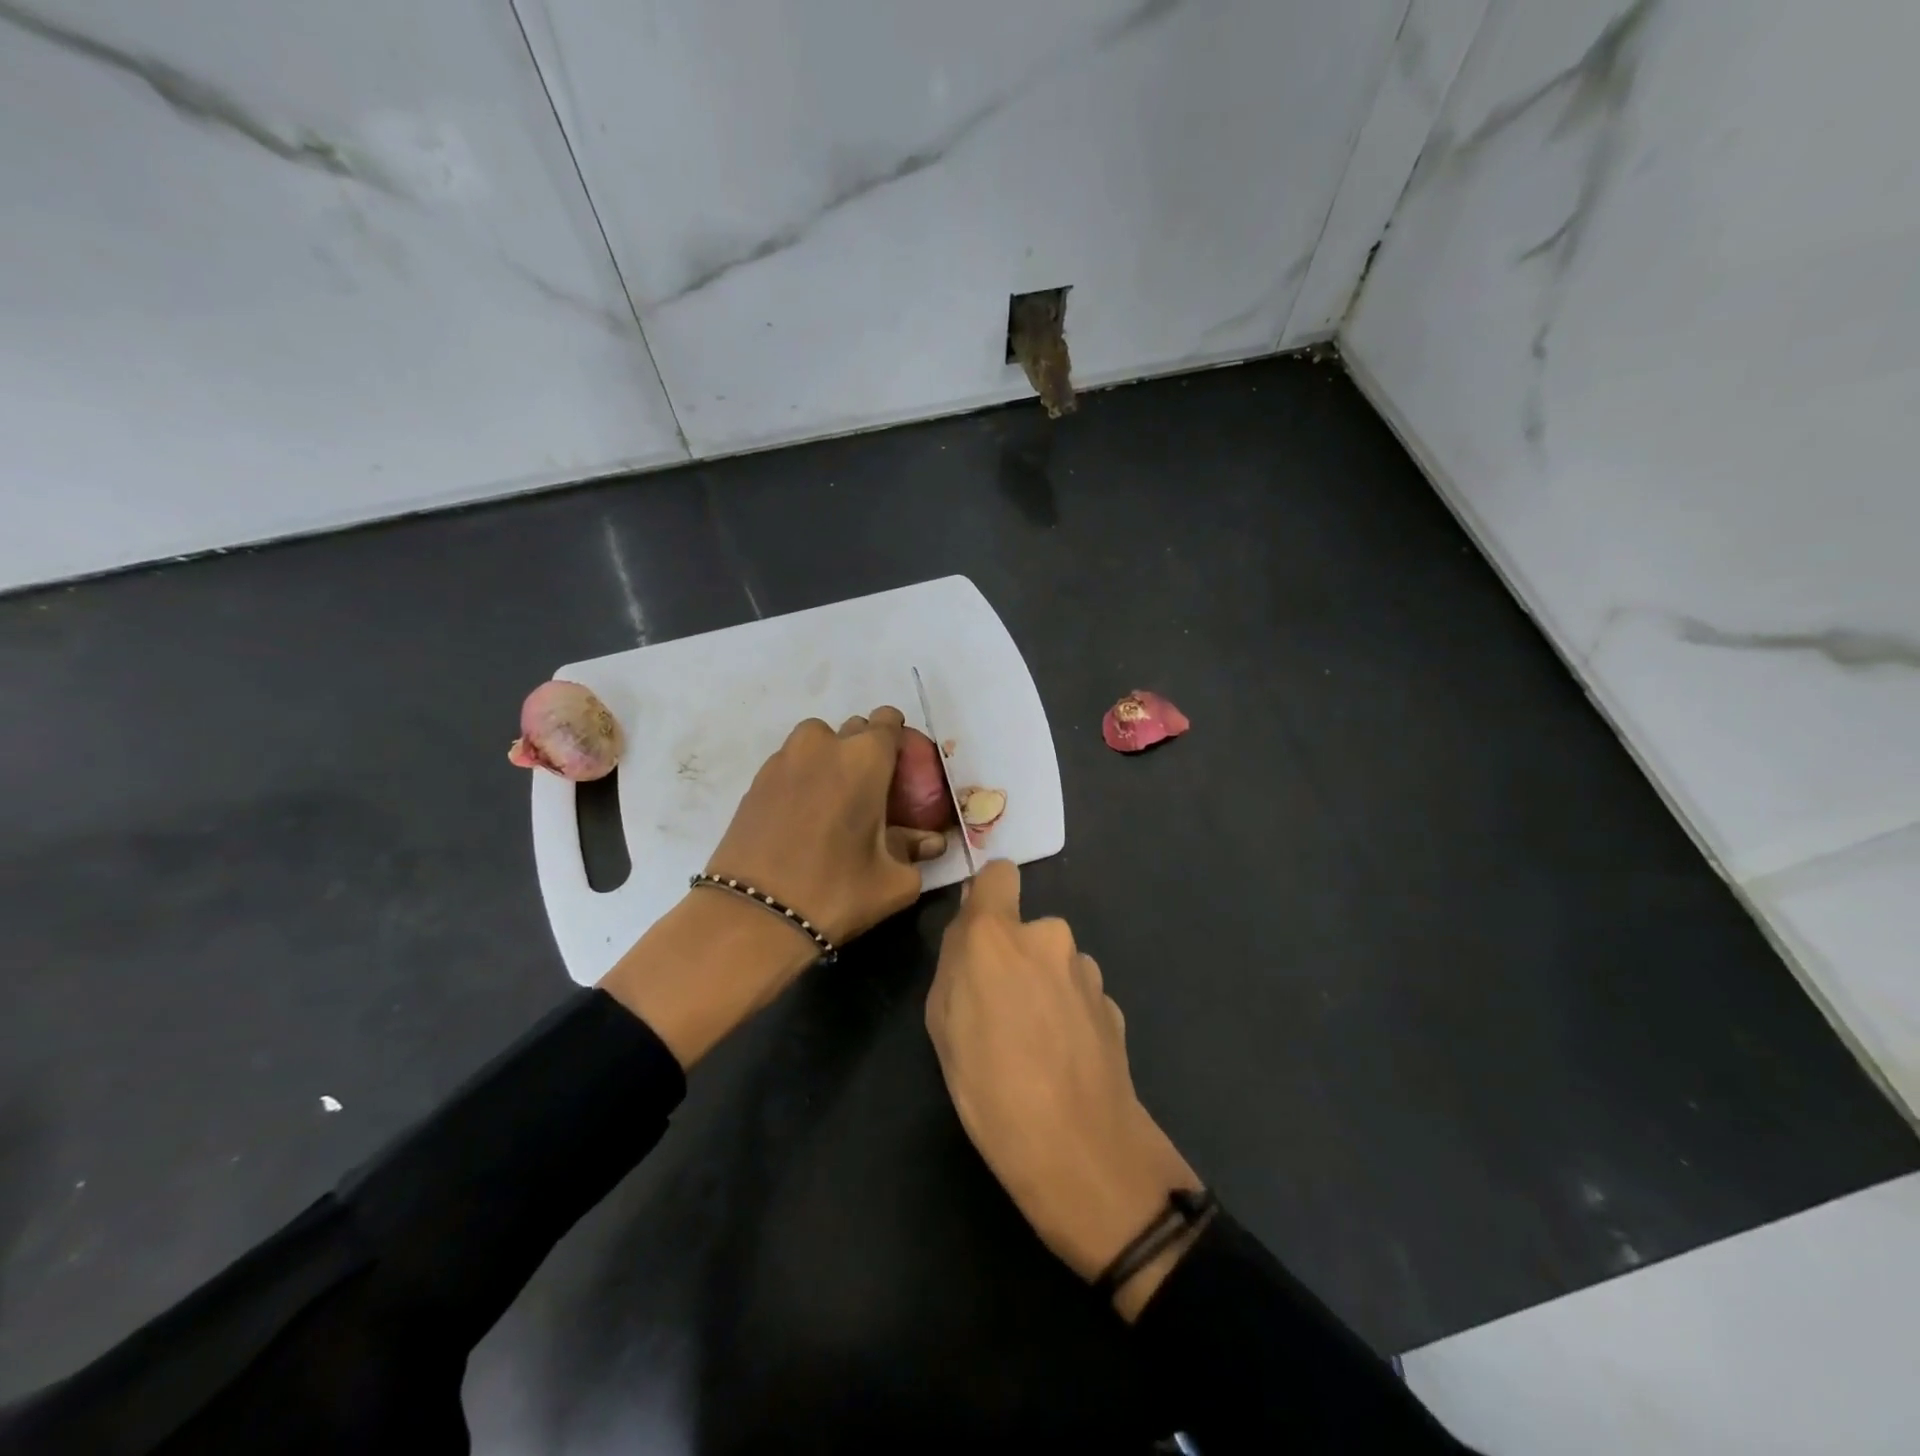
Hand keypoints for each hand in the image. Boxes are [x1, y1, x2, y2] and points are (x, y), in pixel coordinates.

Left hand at [601, 707, 945, 1068]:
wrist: (752, 916)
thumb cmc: (835, 892)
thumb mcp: (894, 880)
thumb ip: (915, 850)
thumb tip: (930, 841)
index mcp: (865, 758)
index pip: (890, 721)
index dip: (900, 742)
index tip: (903, 773)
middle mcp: (823, 745)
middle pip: (855, 729)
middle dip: (867, 753)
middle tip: (873, 794)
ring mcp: (784, 759)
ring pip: (819, 743)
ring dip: (832, 761)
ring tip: (836, 804)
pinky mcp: (756, 780)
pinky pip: (792, 764)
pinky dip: (805, 779)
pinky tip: (806, 818)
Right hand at [924, 860, 1203, 1320]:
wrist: (1079, 1148)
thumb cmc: (989, 1085)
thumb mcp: (942, 1022)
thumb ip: (956, 963)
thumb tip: (971, 938)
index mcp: (998, 934)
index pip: (1000, 874)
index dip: (989, 896)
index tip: (979, 933)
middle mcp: (1048, 936)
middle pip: (1026, 929)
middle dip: (1013, 956)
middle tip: (999, 1011)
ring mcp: (1087, 971)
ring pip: (1055, 963)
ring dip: (1044, 986)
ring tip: (1034, 1045)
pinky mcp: (1113, 1004)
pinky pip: (1079, 996)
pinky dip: (1069, 1014)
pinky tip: (1063, 1060)